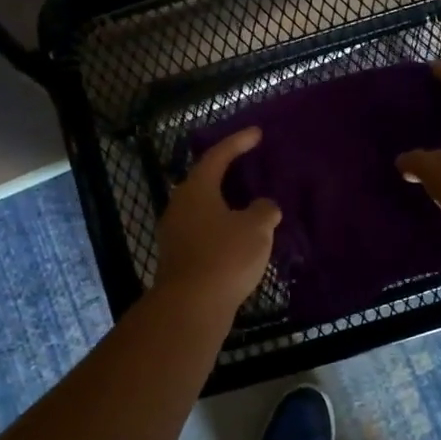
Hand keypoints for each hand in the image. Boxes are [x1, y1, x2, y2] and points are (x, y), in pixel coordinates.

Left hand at [155, 127, 281, 309]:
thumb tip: (265, 207)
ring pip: (204, 209)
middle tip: (250, 167)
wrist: (191, 306)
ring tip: (249, 205)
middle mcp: (180, 206)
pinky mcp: (179, 257)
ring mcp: (175, 233)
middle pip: (205, 181)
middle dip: (228, 173)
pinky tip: (240, 237)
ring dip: (226, 204)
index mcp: (196, 189)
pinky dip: (222, 227)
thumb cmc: (225, 256)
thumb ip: (264, 210)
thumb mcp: (256, 228)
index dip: (238, 142)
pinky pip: (203, 231)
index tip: (257, 133)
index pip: (218, 156)